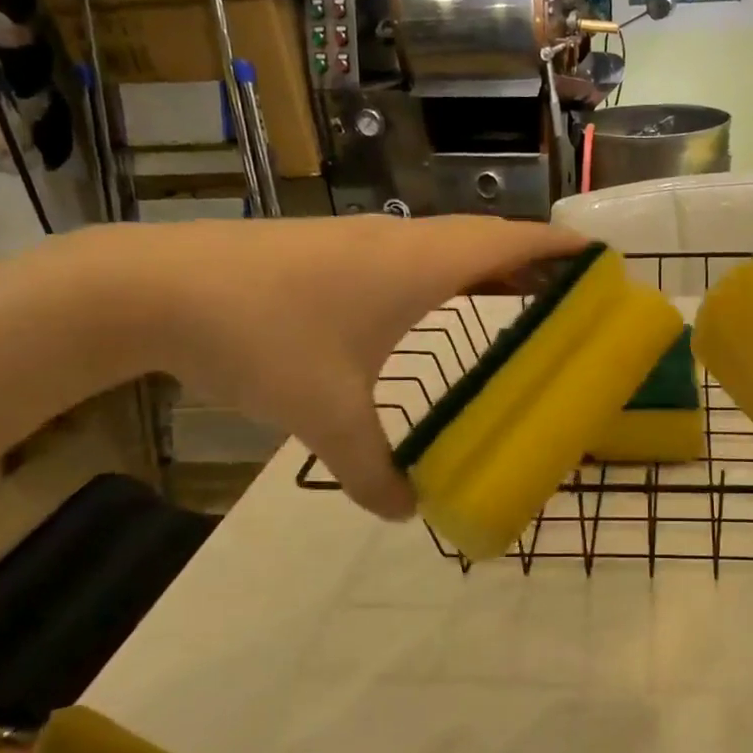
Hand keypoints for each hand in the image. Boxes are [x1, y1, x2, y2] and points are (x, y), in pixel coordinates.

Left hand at [114, 216, 584, 518]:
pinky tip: (428, 306)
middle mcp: (398, 242)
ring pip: (444, 245)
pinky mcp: (328, 250)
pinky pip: (409, 256)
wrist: (153, 287)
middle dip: (532, 259)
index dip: (558, 245)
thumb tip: (405, 513)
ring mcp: (360, 241)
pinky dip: (443, 274)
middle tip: (568, 292)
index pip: (510, 241)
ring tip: (515, 298)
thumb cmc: (261, 337)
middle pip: (485, 239)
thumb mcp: (325, 416)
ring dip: (485, 265)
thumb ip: (372, 471)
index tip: (599, 255)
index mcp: (418, 266)